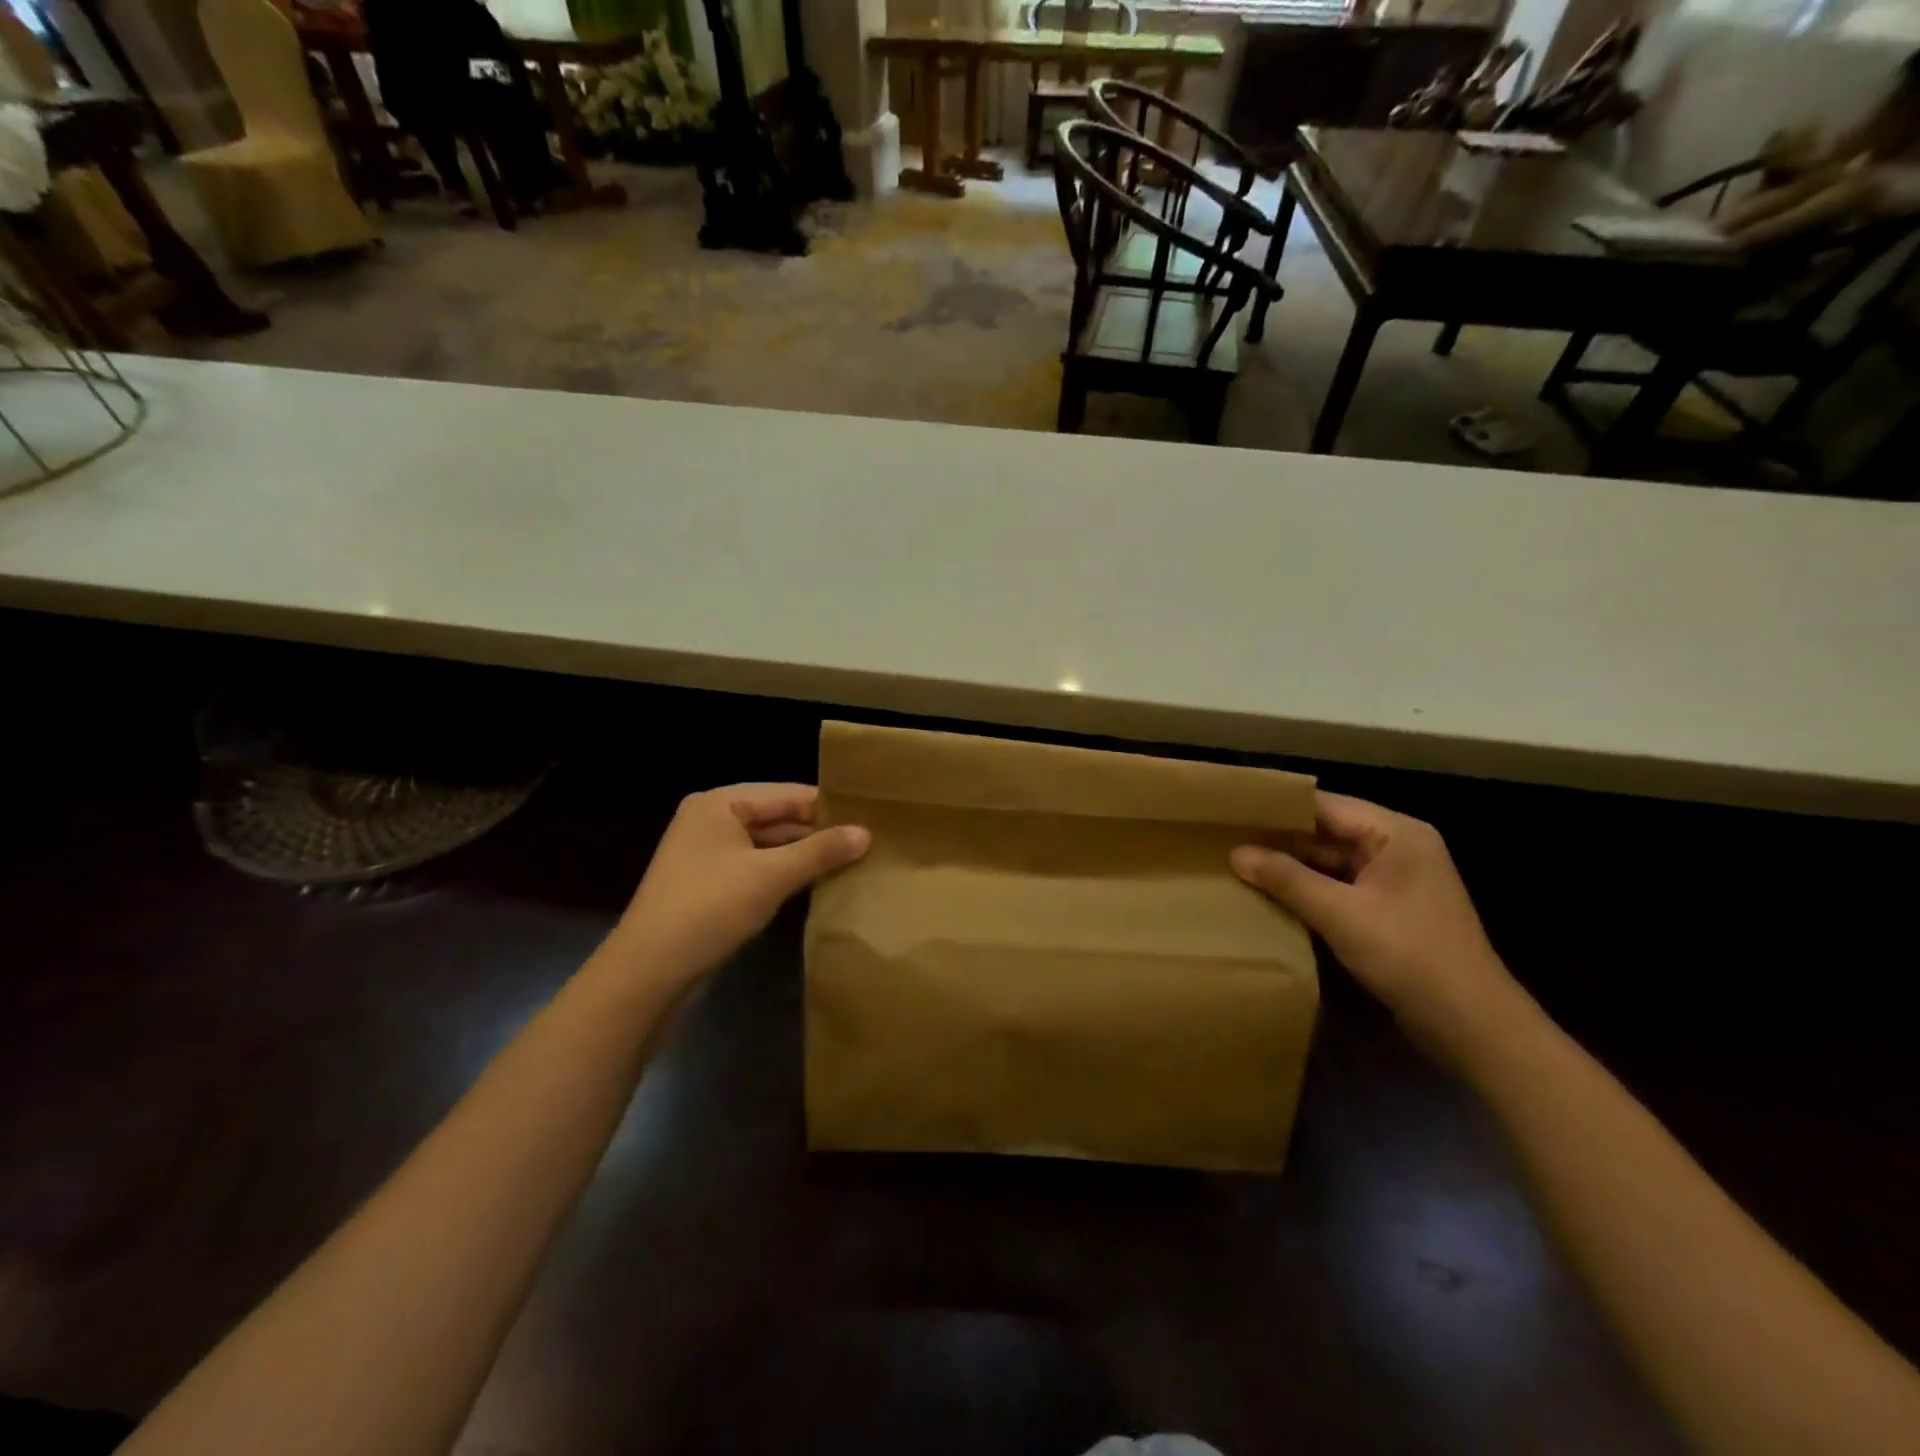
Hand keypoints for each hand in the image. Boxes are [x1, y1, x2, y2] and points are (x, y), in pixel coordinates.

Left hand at [609, 784, 869, 984]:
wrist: (648, 972)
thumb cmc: (709, 908)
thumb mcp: (771, 876)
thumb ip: (820, 851)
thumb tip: (867, 833)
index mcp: (719, 803)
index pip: (787, 794)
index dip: (828, 806)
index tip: (871, 817)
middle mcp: (710, 820)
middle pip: (777, 817)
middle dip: (818, 832)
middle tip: (868, 842)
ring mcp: (708, 854)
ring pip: (768, 845)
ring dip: (804, 855)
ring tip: (853, 861)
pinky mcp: (709, 884)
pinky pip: (756, 867)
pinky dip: (784, 873)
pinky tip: (817, 883)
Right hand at [1230, 793, 1525, 1055]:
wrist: (1472, 1025)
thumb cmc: (1409, 955)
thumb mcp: (1340, 914)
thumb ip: (1287, 879)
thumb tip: (1236, 854)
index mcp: (1396, 834)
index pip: (1325, 806)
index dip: (1279, 808)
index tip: (1233, 812)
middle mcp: (1399, 848)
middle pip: (1328, 831)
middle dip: (1282, 839)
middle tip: (1227, 840)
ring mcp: (1396, 881)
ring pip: (1332, 861)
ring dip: (1293, 867)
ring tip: (1240, 865)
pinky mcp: (1391, 910)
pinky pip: (1341, 887)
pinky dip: (1310, 890)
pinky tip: (1273, 896)